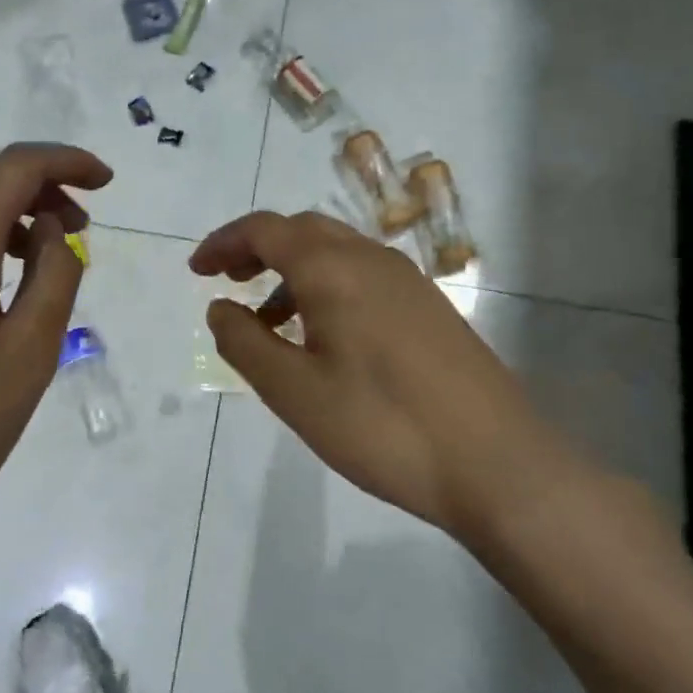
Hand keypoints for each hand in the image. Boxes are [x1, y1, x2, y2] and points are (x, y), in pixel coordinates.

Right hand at [191, 211, 589, 543]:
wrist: (495, 463)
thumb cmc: (382, 426)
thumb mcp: (294, 392)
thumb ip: (245, 343)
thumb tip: (218, 307)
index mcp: (333, 268)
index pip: (265, 230)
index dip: (224, 243)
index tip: (197, 270)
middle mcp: (370, 258)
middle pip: (301, 231)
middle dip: (256, 249)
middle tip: (227, 282)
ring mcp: (406, 279)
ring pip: (334, 252)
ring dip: (292, 271)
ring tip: (268, 321)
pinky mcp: (428, 305)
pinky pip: (362, 275)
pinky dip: (326, 287)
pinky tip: (323, 336)